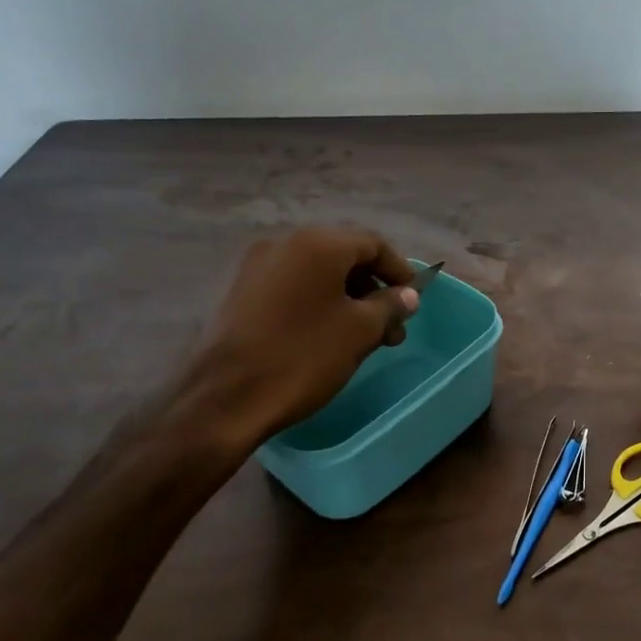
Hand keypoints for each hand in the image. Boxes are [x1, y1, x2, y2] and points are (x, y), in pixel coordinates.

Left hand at [183, 227, 418, 445]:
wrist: (226, 397)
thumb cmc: (304, 356)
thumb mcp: (360, 331)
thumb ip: (390, 305)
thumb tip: (408, 295)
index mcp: (319, 244)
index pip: (373, 244)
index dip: (399, 271)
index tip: (414, 301)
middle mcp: (286, 243)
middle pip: (345, 256)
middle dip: (374, 289)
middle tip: (392, 328)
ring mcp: (259, 267)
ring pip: (318, 274)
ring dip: (348, 299)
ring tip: (364, 338)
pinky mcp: (242, 292)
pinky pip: (293, 287)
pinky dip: (318, 303)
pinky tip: (328, 335)